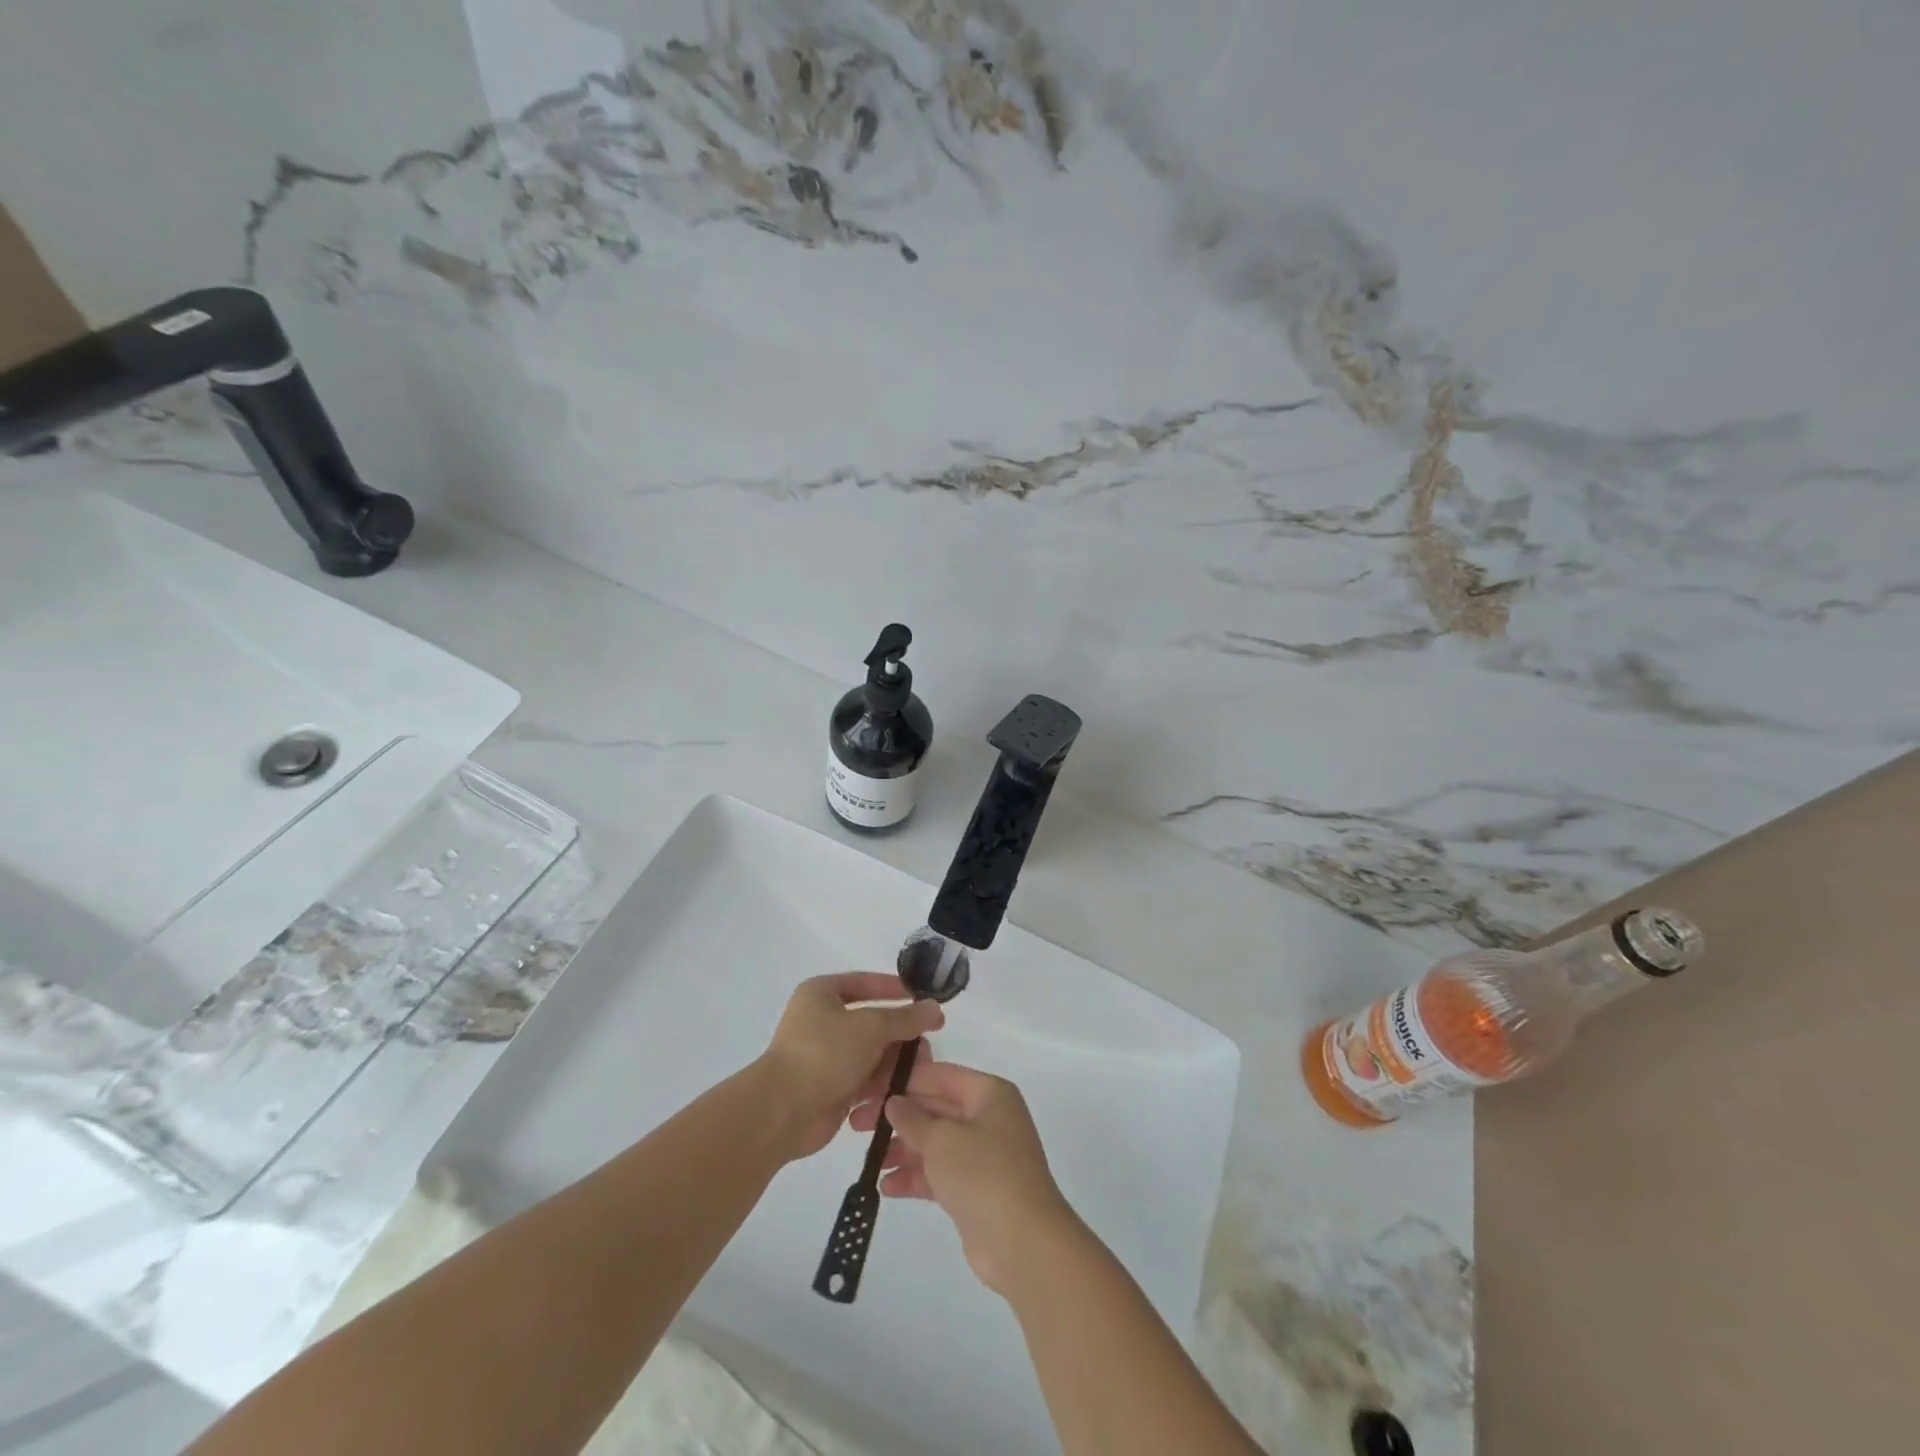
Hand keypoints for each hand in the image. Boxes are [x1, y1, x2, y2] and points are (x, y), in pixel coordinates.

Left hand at [758, 972, 942, 1159]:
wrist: (783, 1111)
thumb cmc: (824, 1053)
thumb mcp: (871, 1026)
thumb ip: (906, 1018)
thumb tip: (935, 1008)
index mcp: (822, 994)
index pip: (865, 983)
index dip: (894, 989)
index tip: (922, 999)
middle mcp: (822, 1021)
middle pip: (873, 1023)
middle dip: (901, 1036)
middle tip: (927, 1047)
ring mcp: (826, 1056)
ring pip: (872, 1054)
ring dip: (894, 1064)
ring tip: (919, 1074)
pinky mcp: (831, 1088)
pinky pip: (864, 1081)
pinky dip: (881, 1086)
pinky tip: (899, 1094)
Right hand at [850, 1059, 1082, 1295]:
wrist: (1023, 1243)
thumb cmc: (983, 1174)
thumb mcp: (941, 1139)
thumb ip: (913, 1119)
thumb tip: (895, 1102)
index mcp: (989, 1093)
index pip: (940, 1075)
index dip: (904, 1081)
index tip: (869, 1090)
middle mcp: (989, 1117)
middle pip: (936, 1108)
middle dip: (899, 1118)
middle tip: (857, 1126)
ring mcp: (984, 1155)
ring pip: (936, 1143)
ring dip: (904, 1150)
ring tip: (871, 1162)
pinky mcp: (977, 1189)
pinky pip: (941, 1173)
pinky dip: (916, 1177)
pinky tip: (886, 1187)